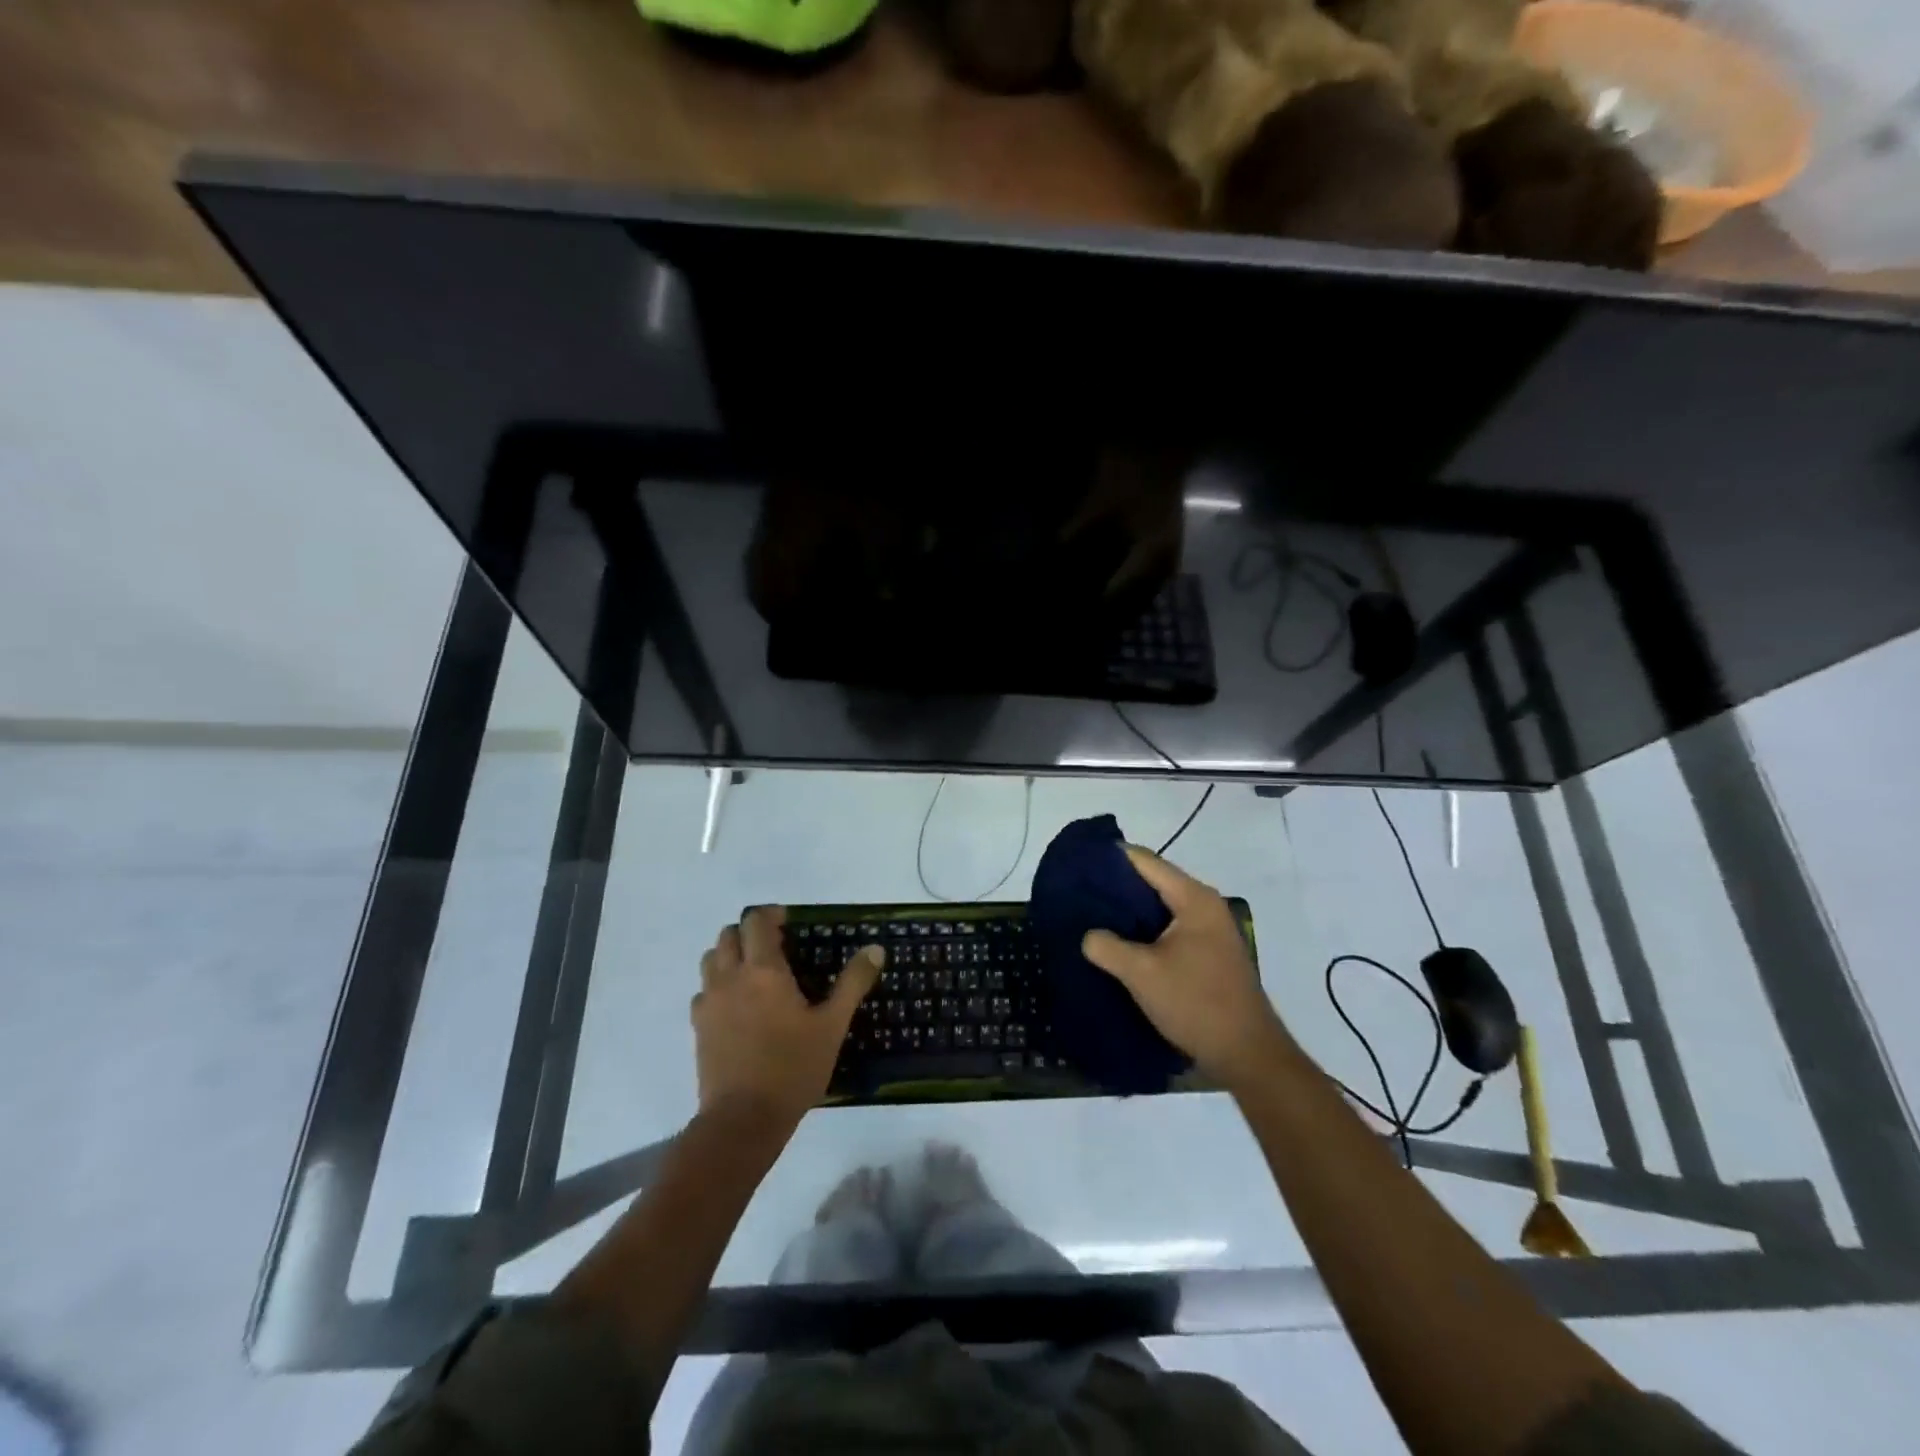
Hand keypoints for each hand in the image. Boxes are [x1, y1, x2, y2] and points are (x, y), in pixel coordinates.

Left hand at [692, 907, 882, 1127]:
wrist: (742, 1120)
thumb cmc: (792, 1067)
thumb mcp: (832, 1025)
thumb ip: (853, 983)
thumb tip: (875, 949)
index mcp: (763, 969)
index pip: (756, 921)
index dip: (771, 914)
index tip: (790, 923)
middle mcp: (730, 977)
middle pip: (728, 935)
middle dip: (749, 932)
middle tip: (776, 947)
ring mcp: (709, 1002)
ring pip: (711, 960)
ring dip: (730, 955)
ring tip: (755, 973)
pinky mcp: (698, 1027)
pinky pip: (704, 991)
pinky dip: (718, 986)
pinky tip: (738, 1006)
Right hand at [1081, 846, 1293, 1089]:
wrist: (1247, 1054)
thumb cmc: (1196, 1003)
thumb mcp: (1141, 974)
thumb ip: (1107, 946)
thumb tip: (1087, 935)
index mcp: (1193, 898)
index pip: (1145, 860)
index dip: (1110, 858)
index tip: (1078, 863)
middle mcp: (1205, 905)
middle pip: (1153, 881)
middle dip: (1117, 886)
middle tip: (1079, 891)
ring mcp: (1209, 929)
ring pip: (1159, 907)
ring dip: (1129, 911)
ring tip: (1091, 916)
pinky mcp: (1207, 952)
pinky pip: (1168, 927)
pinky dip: (1144, 930)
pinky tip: (1119, 942)